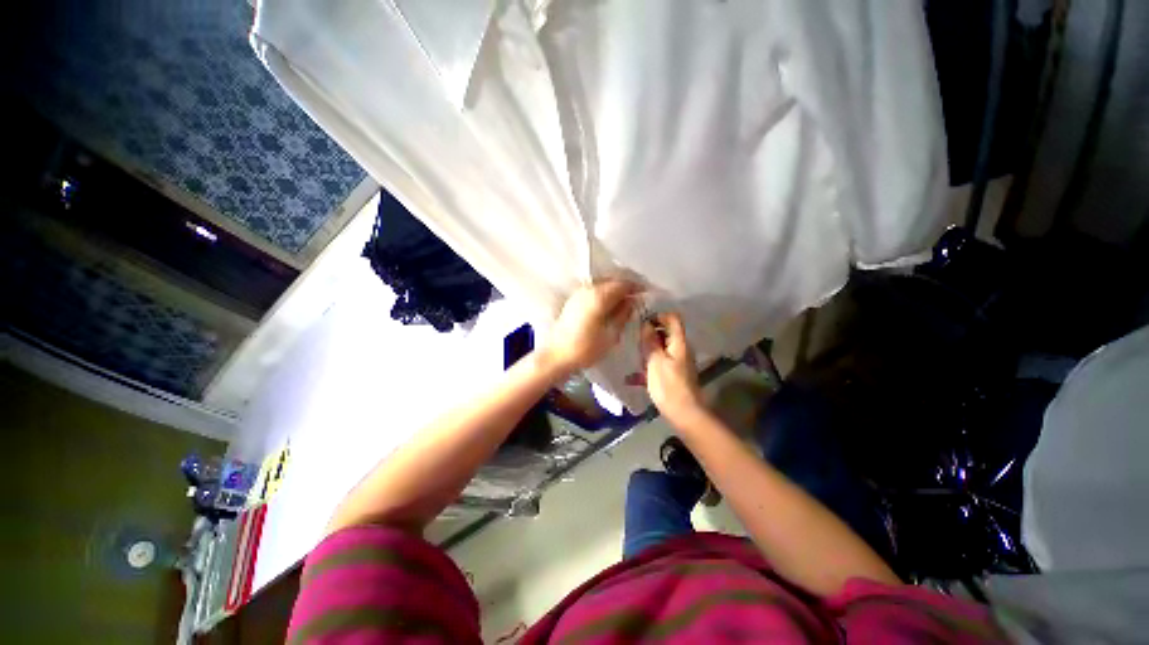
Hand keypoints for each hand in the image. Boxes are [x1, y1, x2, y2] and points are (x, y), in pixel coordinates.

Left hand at [541, 279, 637, 375]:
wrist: (556, 356)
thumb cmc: (586, 349)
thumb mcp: (611, 335)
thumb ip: (623, 314)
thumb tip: (632, 301)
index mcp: (599, 296)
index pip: (623, 283)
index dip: (637, 287)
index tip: (648, 293)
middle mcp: (588, 289)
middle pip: (612, 280)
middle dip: (627, 286)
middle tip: (639, 296)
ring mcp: (579, 293)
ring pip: (602, 284)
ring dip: (615, 289)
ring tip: (626, 301)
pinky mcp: (573, 300)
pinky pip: (594, 289)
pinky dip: (605, 293)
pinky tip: (610, 304)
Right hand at [641, 312, 704, 423]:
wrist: (684, 414)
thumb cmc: (668, 386)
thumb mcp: (655, 361)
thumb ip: (650, 341)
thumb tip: (646, 324)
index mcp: (679, 343)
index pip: (673, 318)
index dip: (658, 316)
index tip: (642, 323)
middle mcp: (681, 349)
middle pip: (666, 333)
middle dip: (650, 335)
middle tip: (635, 342)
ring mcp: (678, 362)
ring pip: (661, 348)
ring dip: (648, 351)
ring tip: (634, 358)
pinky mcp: (674, 374)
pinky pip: (660, 362)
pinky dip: (649, 365)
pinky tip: (633, 378)